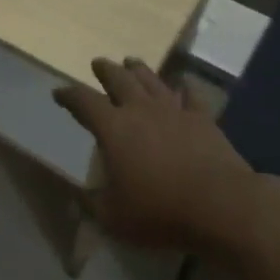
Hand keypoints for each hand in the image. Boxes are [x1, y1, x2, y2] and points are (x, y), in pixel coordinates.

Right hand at [53, 58, 257, 251]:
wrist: (221, 205)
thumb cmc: (159, 211)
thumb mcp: (113, 217)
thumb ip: (91, 203)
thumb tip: (76, 195)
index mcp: (113, 128)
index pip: (83, 102)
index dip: (68, 95)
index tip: (59, 93)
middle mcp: (140, 110)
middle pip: (119, 80)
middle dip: (105, 70)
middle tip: (98, 63)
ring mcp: (174, 110)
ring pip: (152, 80)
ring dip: (138, 70)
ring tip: (131, 62)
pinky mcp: (203, 119)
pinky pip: (191, 95)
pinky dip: (185, 87)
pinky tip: (183, 83)